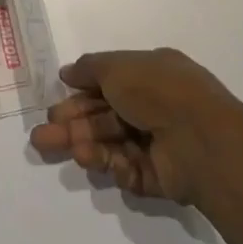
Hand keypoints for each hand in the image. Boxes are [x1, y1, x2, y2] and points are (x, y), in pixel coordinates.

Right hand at [30, 48, 242, 205]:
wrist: (200, 138)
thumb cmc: (158, 91)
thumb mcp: (117, 67)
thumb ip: (89, 68)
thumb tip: (67, 71)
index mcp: (151, 75)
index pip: (107, 85)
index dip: (79, 95)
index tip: (53, 105)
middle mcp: (155, 107)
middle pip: (104, 118)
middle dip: (73, 126)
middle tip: (42, 137)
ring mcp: (158, 143)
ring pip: (112, 145)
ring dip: (87, 146)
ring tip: (70, 150)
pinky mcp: (160, 176)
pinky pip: (128, 170)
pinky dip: (112, 165)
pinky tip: (99, 162)